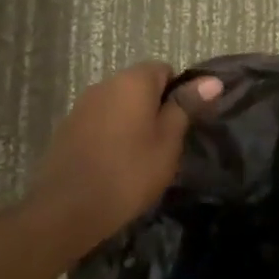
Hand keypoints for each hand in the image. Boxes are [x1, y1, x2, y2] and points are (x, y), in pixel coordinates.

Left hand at [30, 63, 222, 253]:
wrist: (69, 208)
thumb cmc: (130, 172)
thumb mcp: (168, 141)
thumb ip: (186, 107)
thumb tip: (211, 81)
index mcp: (132, 81)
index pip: (164, 70)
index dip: (179, 94)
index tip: (183, 124)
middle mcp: (104, 84)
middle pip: (139, 86)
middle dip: (155, 108)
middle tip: (166, 144)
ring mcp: (82, 106)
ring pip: (118, 105)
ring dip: (132, 122)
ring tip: (141, 157)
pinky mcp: (67, 128)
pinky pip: (100, 122)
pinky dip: (112, 135)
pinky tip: (115, 163)